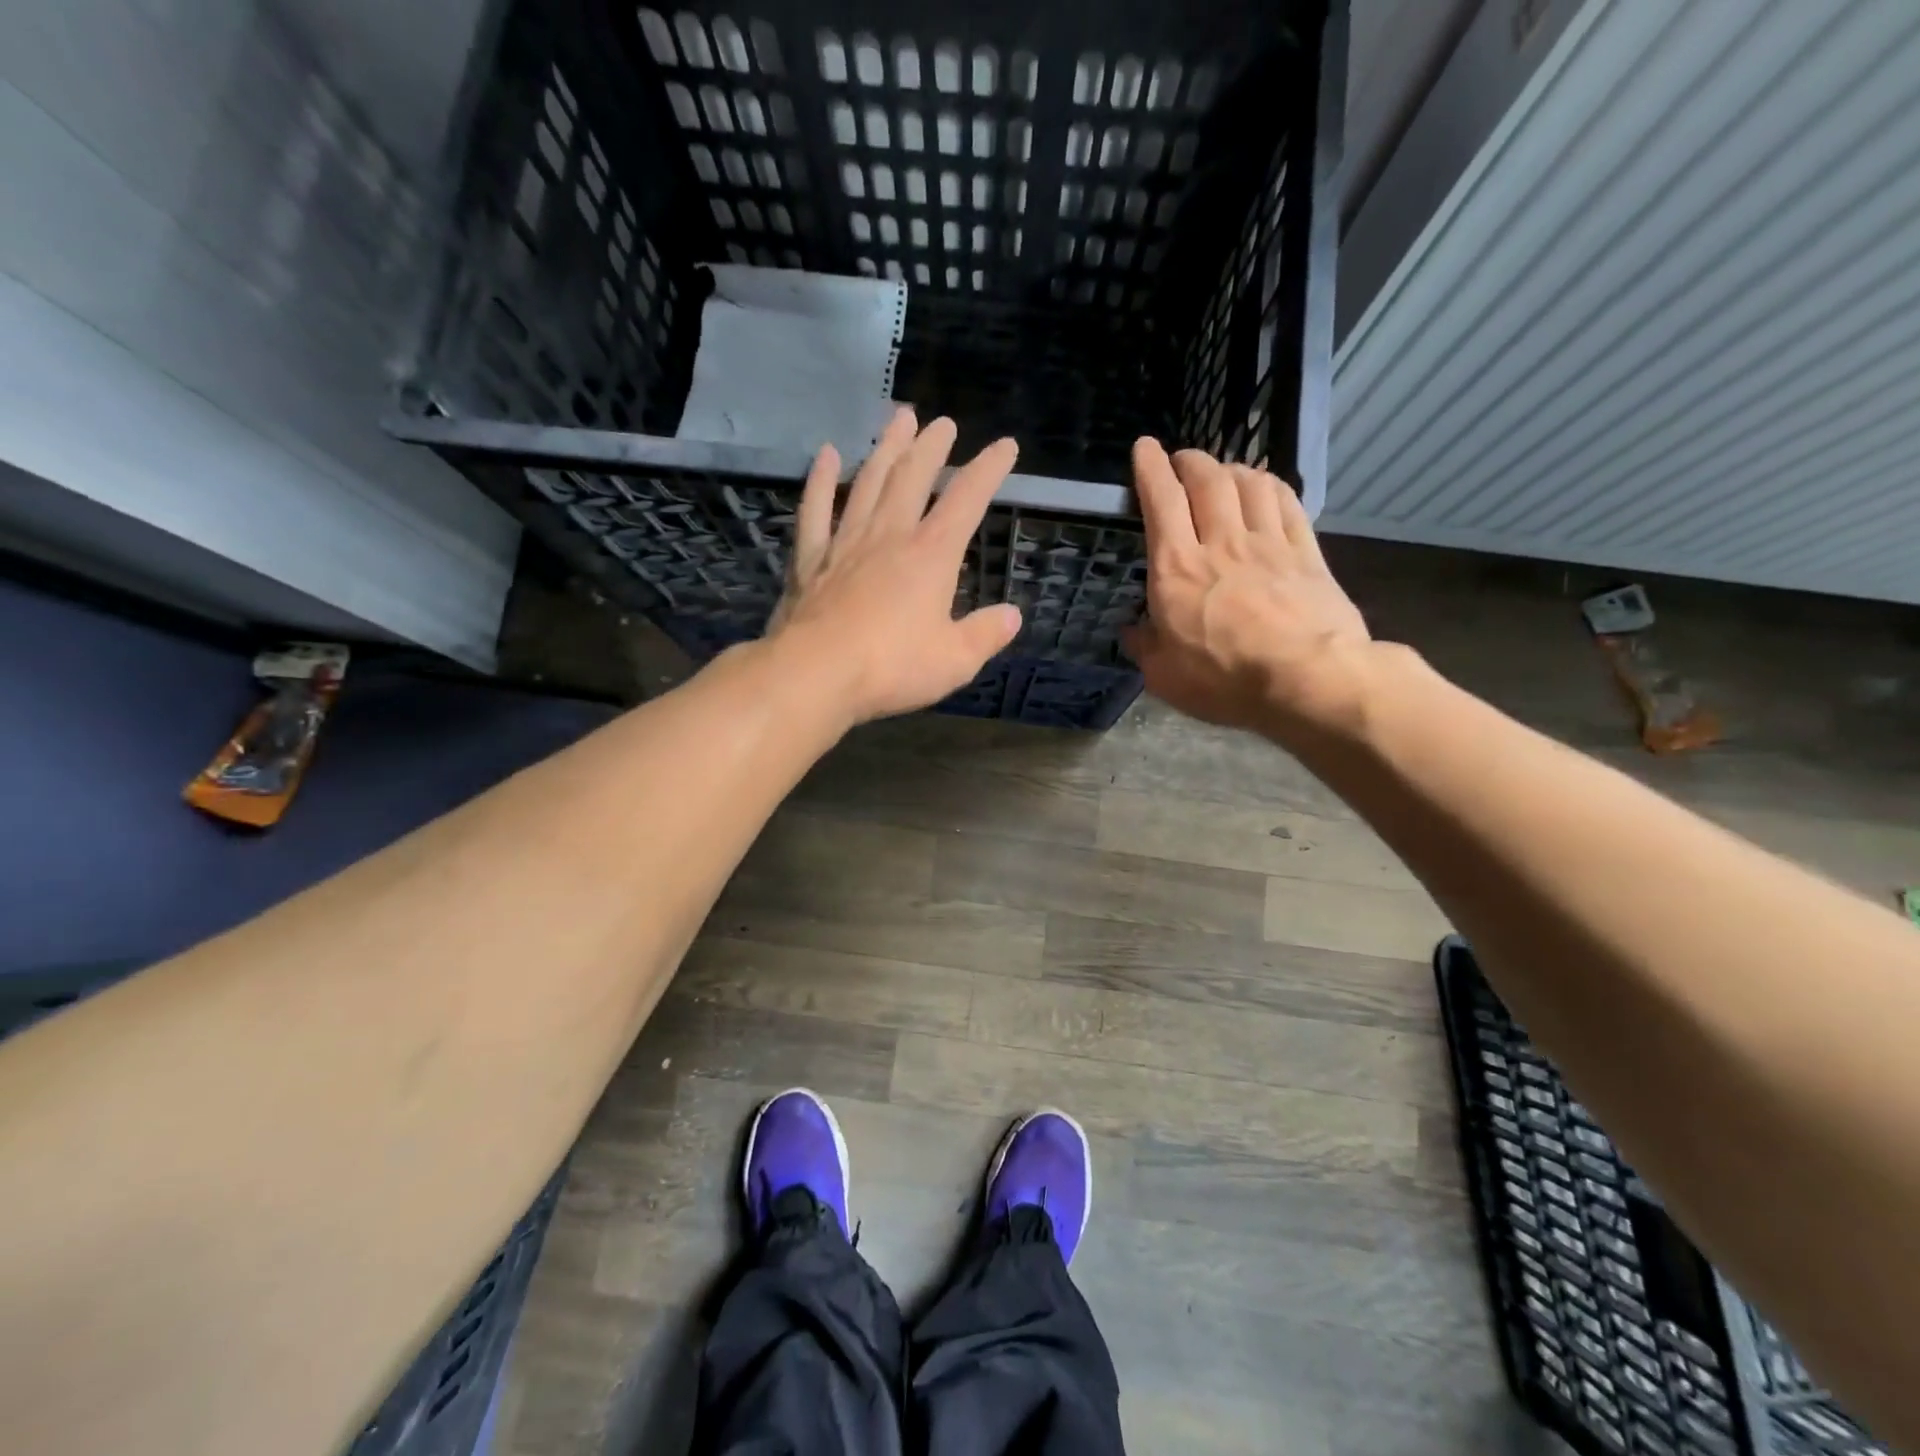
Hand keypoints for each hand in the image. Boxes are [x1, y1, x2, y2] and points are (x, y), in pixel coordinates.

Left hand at [767, 408, 1022, 725]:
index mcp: (931, 555)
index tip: (1004, 446)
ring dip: (886, 449)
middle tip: (942, 423)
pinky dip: (820, 480)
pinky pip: (815, 510)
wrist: (815, 674)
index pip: (967, 500)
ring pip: (868, 482)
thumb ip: (985, 635)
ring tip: (898, 419)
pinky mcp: (810, 559)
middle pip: (912, 478)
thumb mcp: (954, 660)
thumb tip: (1011, 615)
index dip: (988, 470)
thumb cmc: (892, 667)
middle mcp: (889, 536)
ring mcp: (845, 543)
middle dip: (931, 447)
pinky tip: (825, 455)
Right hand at [1122, 439, 1375, 739]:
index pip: (1160, 500)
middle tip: (1181, 460)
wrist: (1309, 680)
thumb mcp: (1164, 676)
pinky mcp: (1306, 553)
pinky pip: (1286, 502)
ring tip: (1221, 473)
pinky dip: (1270, 486)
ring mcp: (1268, 543)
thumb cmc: (1225, 681)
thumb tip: (1133, 630)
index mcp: (1176, 569)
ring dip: (1230, 468)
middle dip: (1190, 461)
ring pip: (1248, 483)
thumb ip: (1145, 647)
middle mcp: (1220, 542)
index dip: (1150, 468)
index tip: (1144, 448)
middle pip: (1207, 479)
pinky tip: (1265, 488)